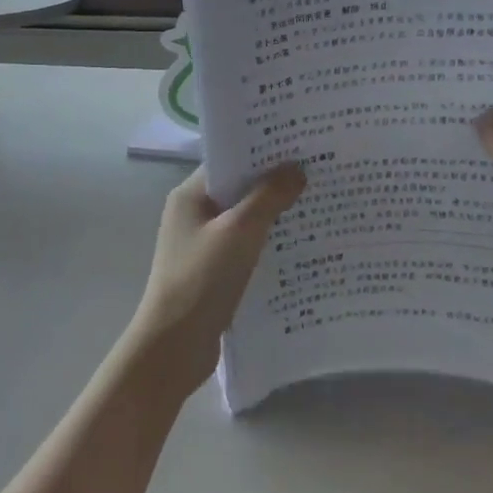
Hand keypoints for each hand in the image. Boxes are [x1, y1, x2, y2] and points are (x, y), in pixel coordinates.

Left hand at [124, 164, 305, 395]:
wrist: (174, 347)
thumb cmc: (201, 279)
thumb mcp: (239, 232)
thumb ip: (268, 197)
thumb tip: (296, 168)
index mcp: (190, 195)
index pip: (229, 160)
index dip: (262, 151)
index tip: (300, 145)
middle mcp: (194, 214)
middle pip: (239, 189)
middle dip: (274, 182)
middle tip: (318, 172)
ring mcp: (203, 244)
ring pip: (245, 220)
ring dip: (274, 215)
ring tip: (318, 204)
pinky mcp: (214, 272)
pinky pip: (246, 247)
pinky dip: (268, 243)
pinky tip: (300, 246)